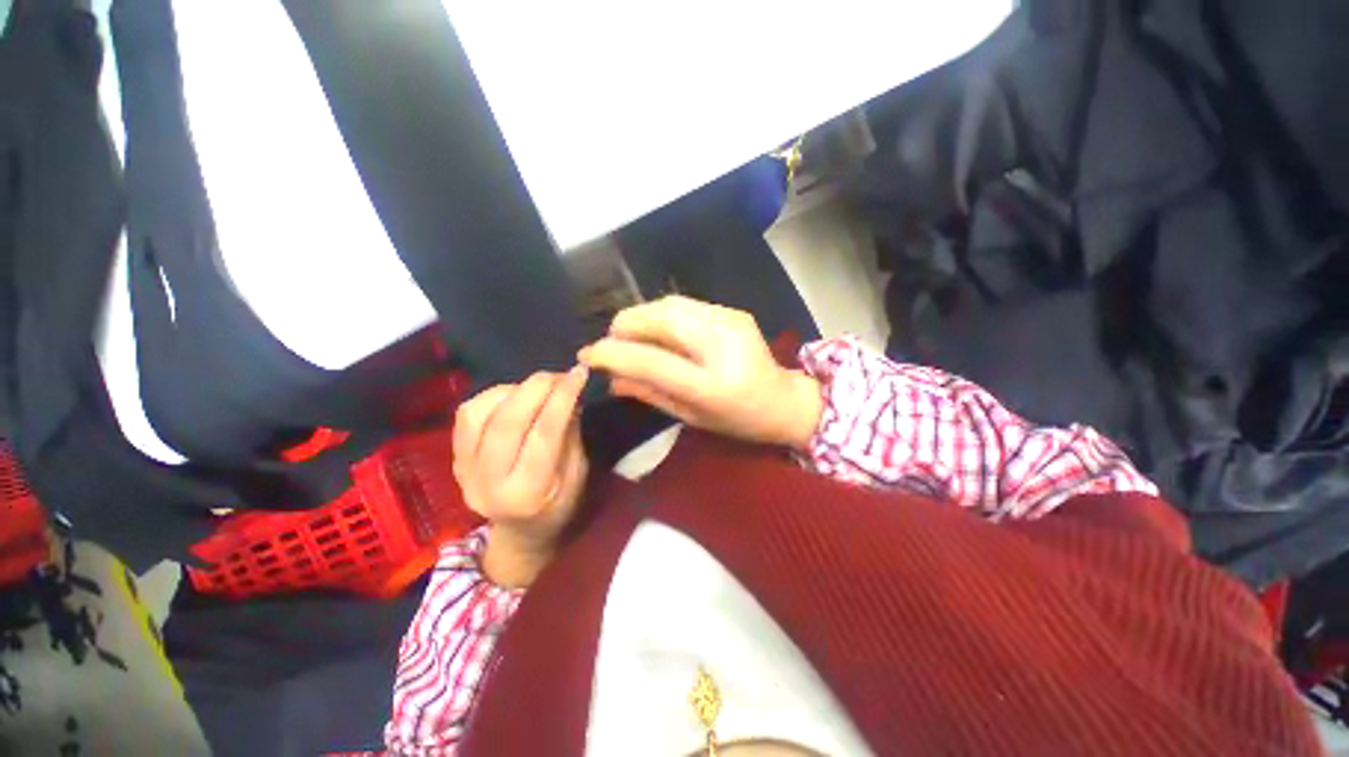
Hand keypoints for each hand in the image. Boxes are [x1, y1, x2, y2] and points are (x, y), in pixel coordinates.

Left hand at [452, 367, 589, 587]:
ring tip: (536, 387)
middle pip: (506, 422)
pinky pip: (466, 415)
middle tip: (558, 374)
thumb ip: (571, 434)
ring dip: (511, 389)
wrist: (520, 533)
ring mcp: (464, 470)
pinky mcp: (454, 458)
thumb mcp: (578, 474)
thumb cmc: (559, 505)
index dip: (562, 398)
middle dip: (535, 388)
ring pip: (478, 414)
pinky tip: (513, 395)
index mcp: (527, 493)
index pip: (544, 435)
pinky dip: (491, 396)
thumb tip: (570, 393)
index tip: (579, 374)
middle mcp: (488, 483)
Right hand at [579, 296, 823, 450]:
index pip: (652, 361)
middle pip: (660, 318)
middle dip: (625, 326)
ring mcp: (730, 321)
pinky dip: (661, 315)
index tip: (587, 354)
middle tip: (611, 343)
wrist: (782, 400)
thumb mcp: (690, 416)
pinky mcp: (733, 311)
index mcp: (712, 384)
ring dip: (641, 317)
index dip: (613, 353)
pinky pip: (684, 304)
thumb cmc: (736, 420)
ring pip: (669, 304)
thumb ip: (648, 394)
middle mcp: (723, 345)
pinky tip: (658, 331)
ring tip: (630, 336)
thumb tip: (610, 378)